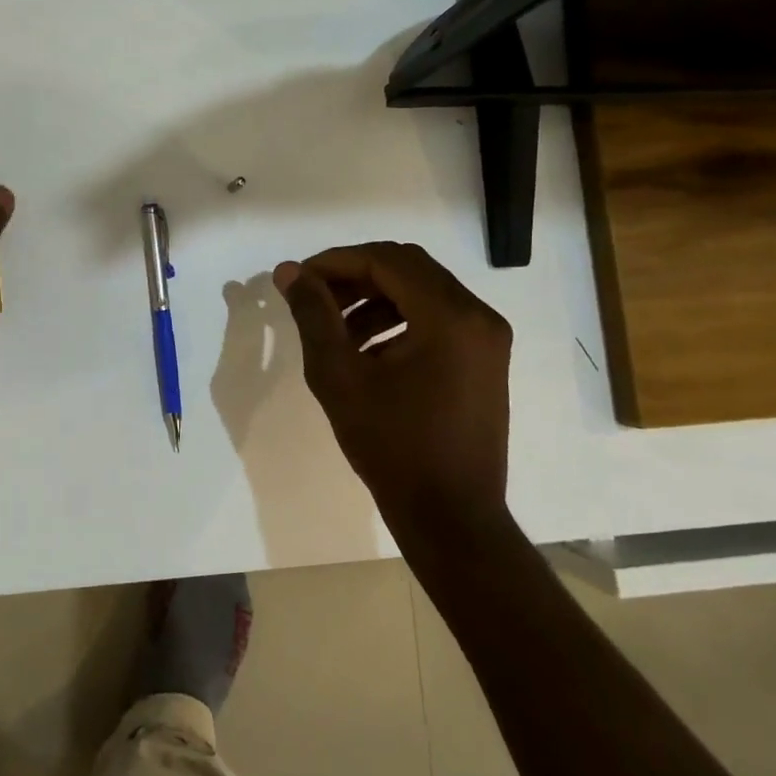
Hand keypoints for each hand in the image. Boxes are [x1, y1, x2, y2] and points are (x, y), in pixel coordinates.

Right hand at [273, 242, 510, 522]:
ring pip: (421, 291)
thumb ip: (313, 315)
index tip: (298, 279)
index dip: (336, 261)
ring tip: (332, 326)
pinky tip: (364, 349)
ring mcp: (486, 338)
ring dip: (373, 297)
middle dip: (354, 275)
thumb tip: (288, 272)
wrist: (450, 516)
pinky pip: (436, 317)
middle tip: (313, 296)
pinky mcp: (484, 359)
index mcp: (449, 315)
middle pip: (406, 268)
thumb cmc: (392, 446)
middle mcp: (478, 315)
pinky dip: (396, 319)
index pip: (386, 260)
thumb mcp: (339, 376)